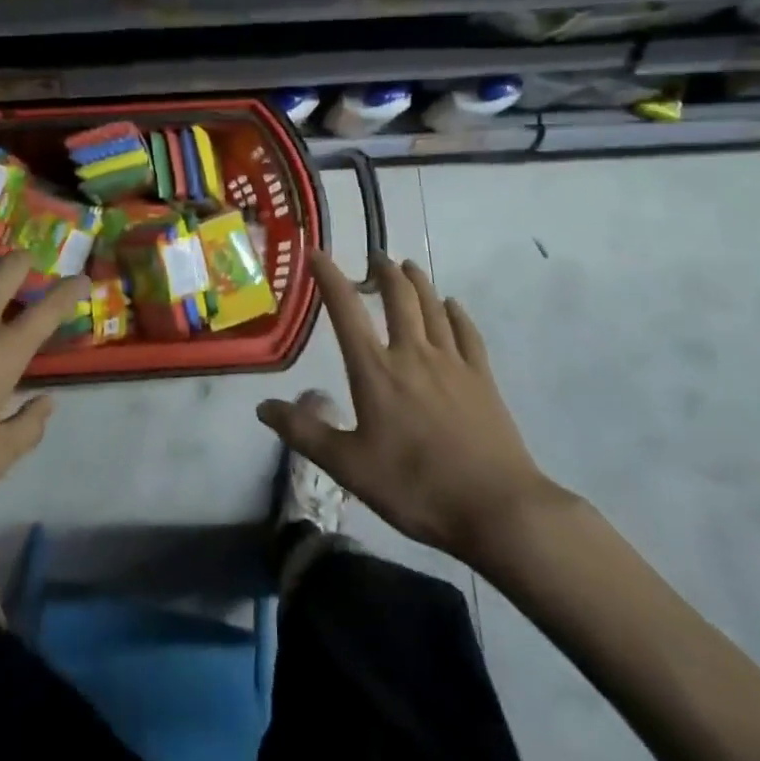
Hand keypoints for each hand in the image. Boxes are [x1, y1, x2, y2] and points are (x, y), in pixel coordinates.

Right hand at [258, 252, 566, 574]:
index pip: (346, 311)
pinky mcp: (482, 379)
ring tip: (407, 267)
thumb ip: (305, 433)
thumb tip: (262, 406)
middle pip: (399, 297)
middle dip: (384, 272)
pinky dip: (456, 313)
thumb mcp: (349, 467)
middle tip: (375, 257)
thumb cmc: (416, 487)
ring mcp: (452, 363)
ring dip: (418, 282)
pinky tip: (452, 305)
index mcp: (376, 370)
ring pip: (433, 307)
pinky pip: (467, 332)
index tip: (316, 252)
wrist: (497, 508)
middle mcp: (413, 354)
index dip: (329, 277)